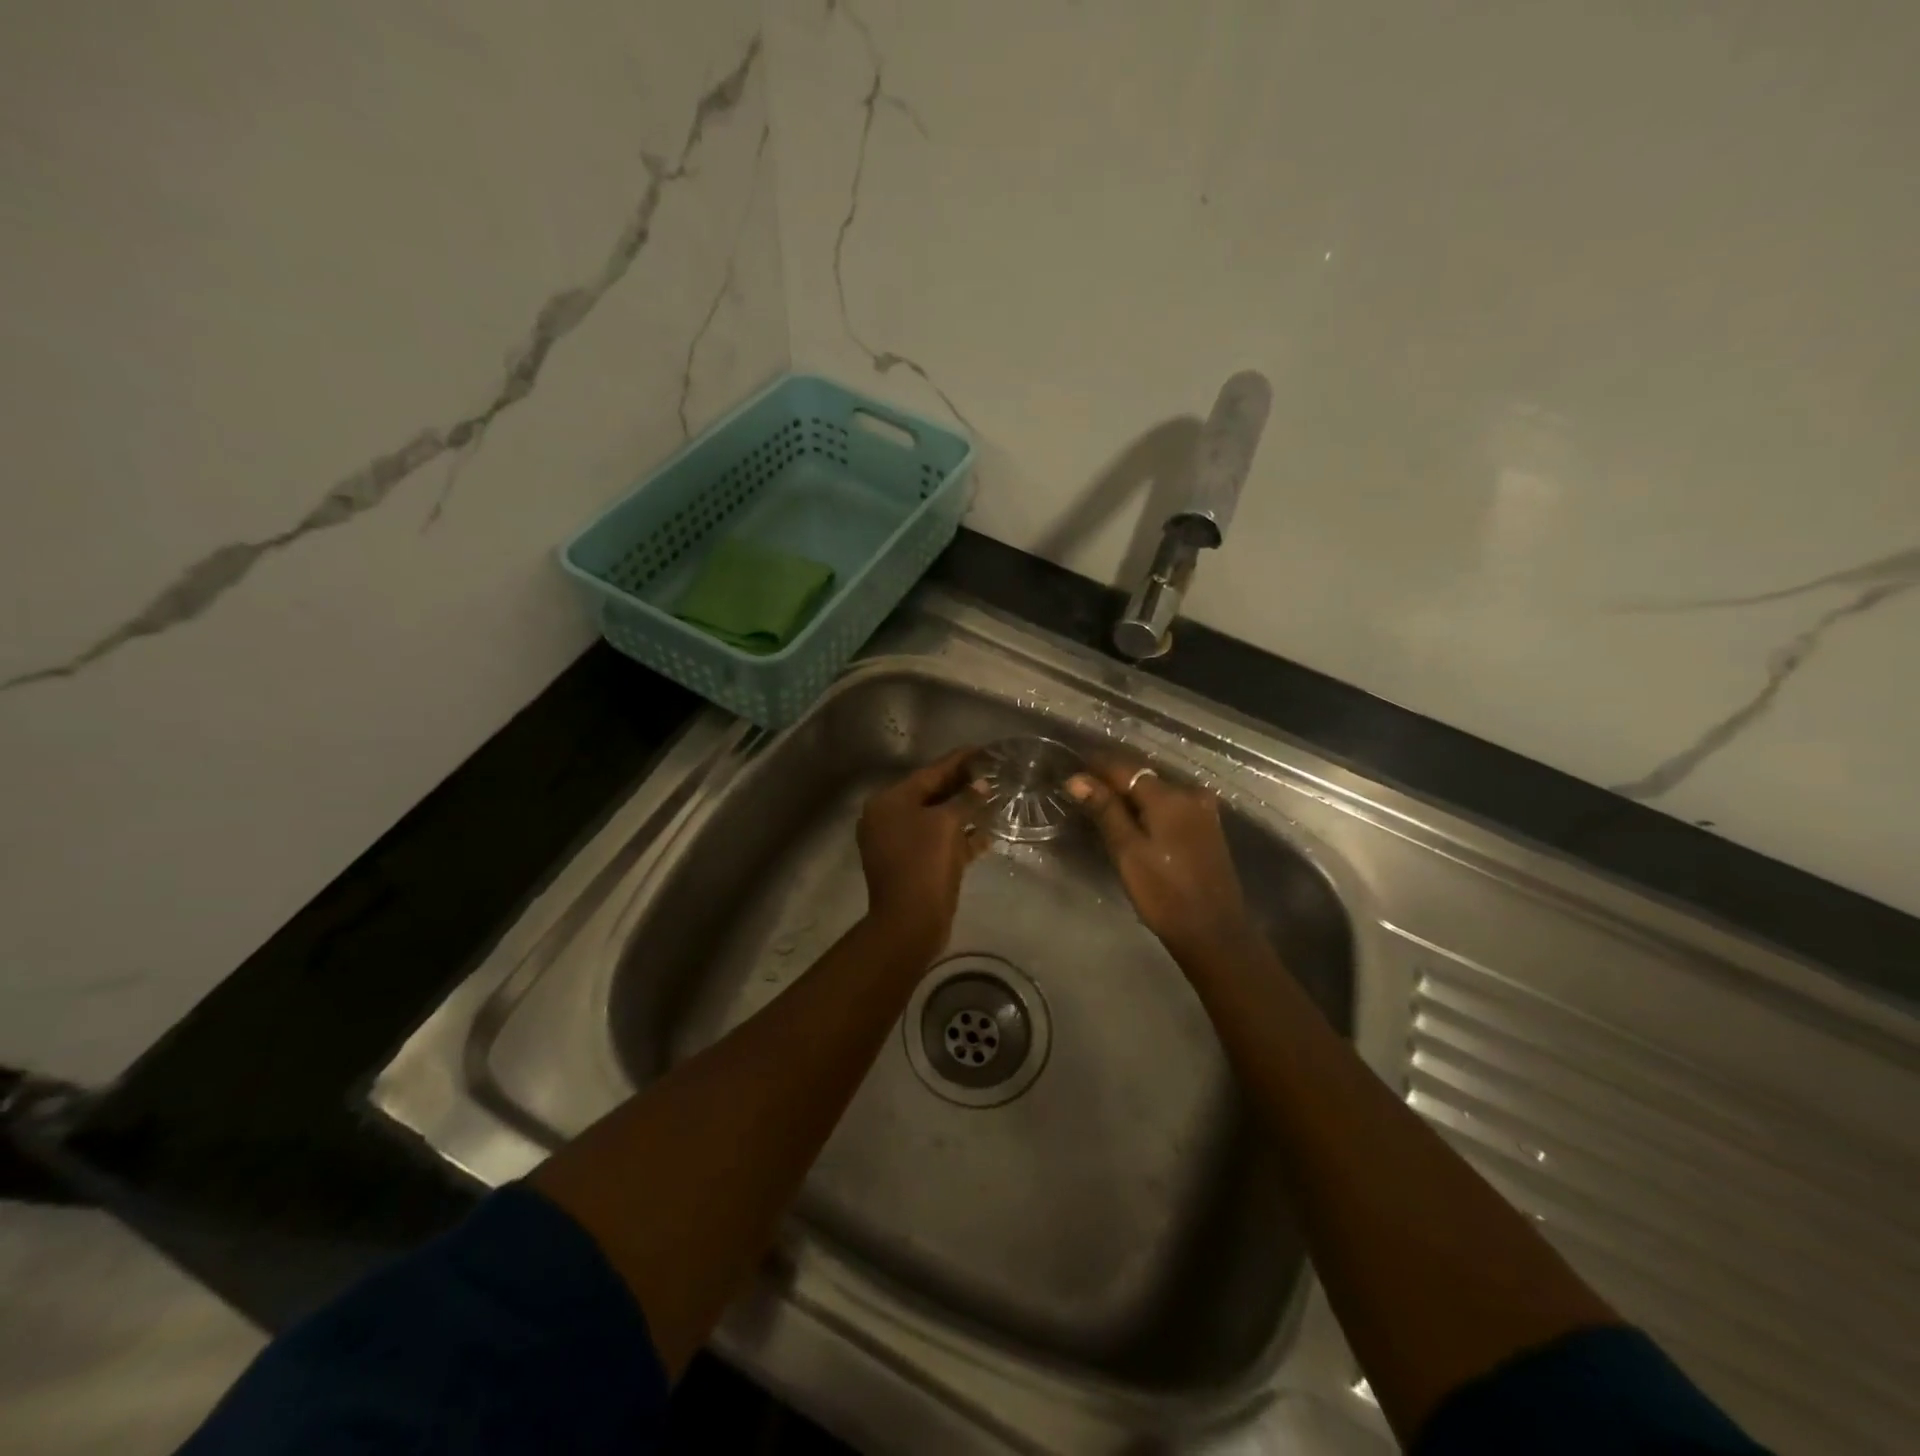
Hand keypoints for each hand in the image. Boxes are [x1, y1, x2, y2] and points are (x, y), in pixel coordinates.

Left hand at [857, 748, 987, 955]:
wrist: (910, 922)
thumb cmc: (924, 863)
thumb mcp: (947, 824)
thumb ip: (966, 800)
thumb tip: (982, 785)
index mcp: (889, 802)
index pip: (928, 773)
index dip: (957, 761)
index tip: (981, 750)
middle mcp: (888, 818)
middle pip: (931, 794)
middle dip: (962, 786)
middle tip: (992, 773)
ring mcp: (898, 843)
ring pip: (936, 820)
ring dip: (964, 812)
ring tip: (995, 800)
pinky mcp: (912, 864)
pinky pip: (938, 842)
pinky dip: (960, 838)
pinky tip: (987, 834)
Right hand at [1067, 758, 1255, 962]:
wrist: (1213, 932)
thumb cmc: (1164, 893)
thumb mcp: (1127, 851)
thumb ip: (1105, 810)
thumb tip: (1077, 778)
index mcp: (1169, 796)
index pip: (1124, 768)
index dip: (1095, 766)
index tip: (1070, 768)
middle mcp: (1189, 793)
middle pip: (1142, 776)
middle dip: (1111, 779)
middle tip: (1081, 787)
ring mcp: (1202, 810)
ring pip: (1156, 791)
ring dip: (1130, 794)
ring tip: (1100, 801)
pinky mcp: (1206, 827)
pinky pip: (1170, 804)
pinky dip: (1148, 806)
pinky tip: (1132, 817)